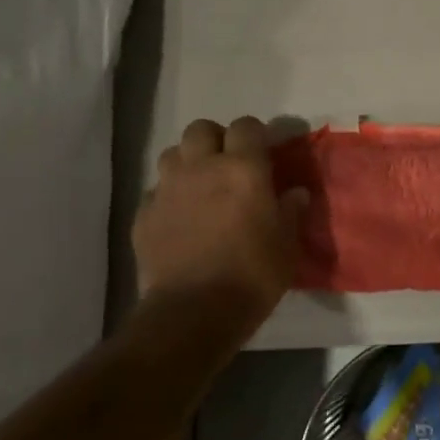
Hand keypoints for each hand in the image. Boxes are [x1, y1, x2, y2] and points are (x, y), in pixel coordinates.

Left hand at [136, 117, 307, 325]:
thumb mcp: (286, 246)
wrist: (193, 312)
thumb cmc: (252, 275)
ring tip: (199, 187)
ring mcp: (167, 189)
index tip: (263, 153)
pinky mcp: (143, 215)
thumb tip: (296, 193)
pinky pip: (155, 191)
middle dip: (215, 139)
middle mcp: (201, 167)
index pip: (246, 126)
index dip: (255, 135)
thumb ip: (290, 212)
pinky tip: (178, 220)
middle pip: (201, 128)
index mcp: (242, 168)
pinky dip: (168, 197)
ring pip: (172, 154)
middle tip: (228, 164)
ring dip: (187, 163)